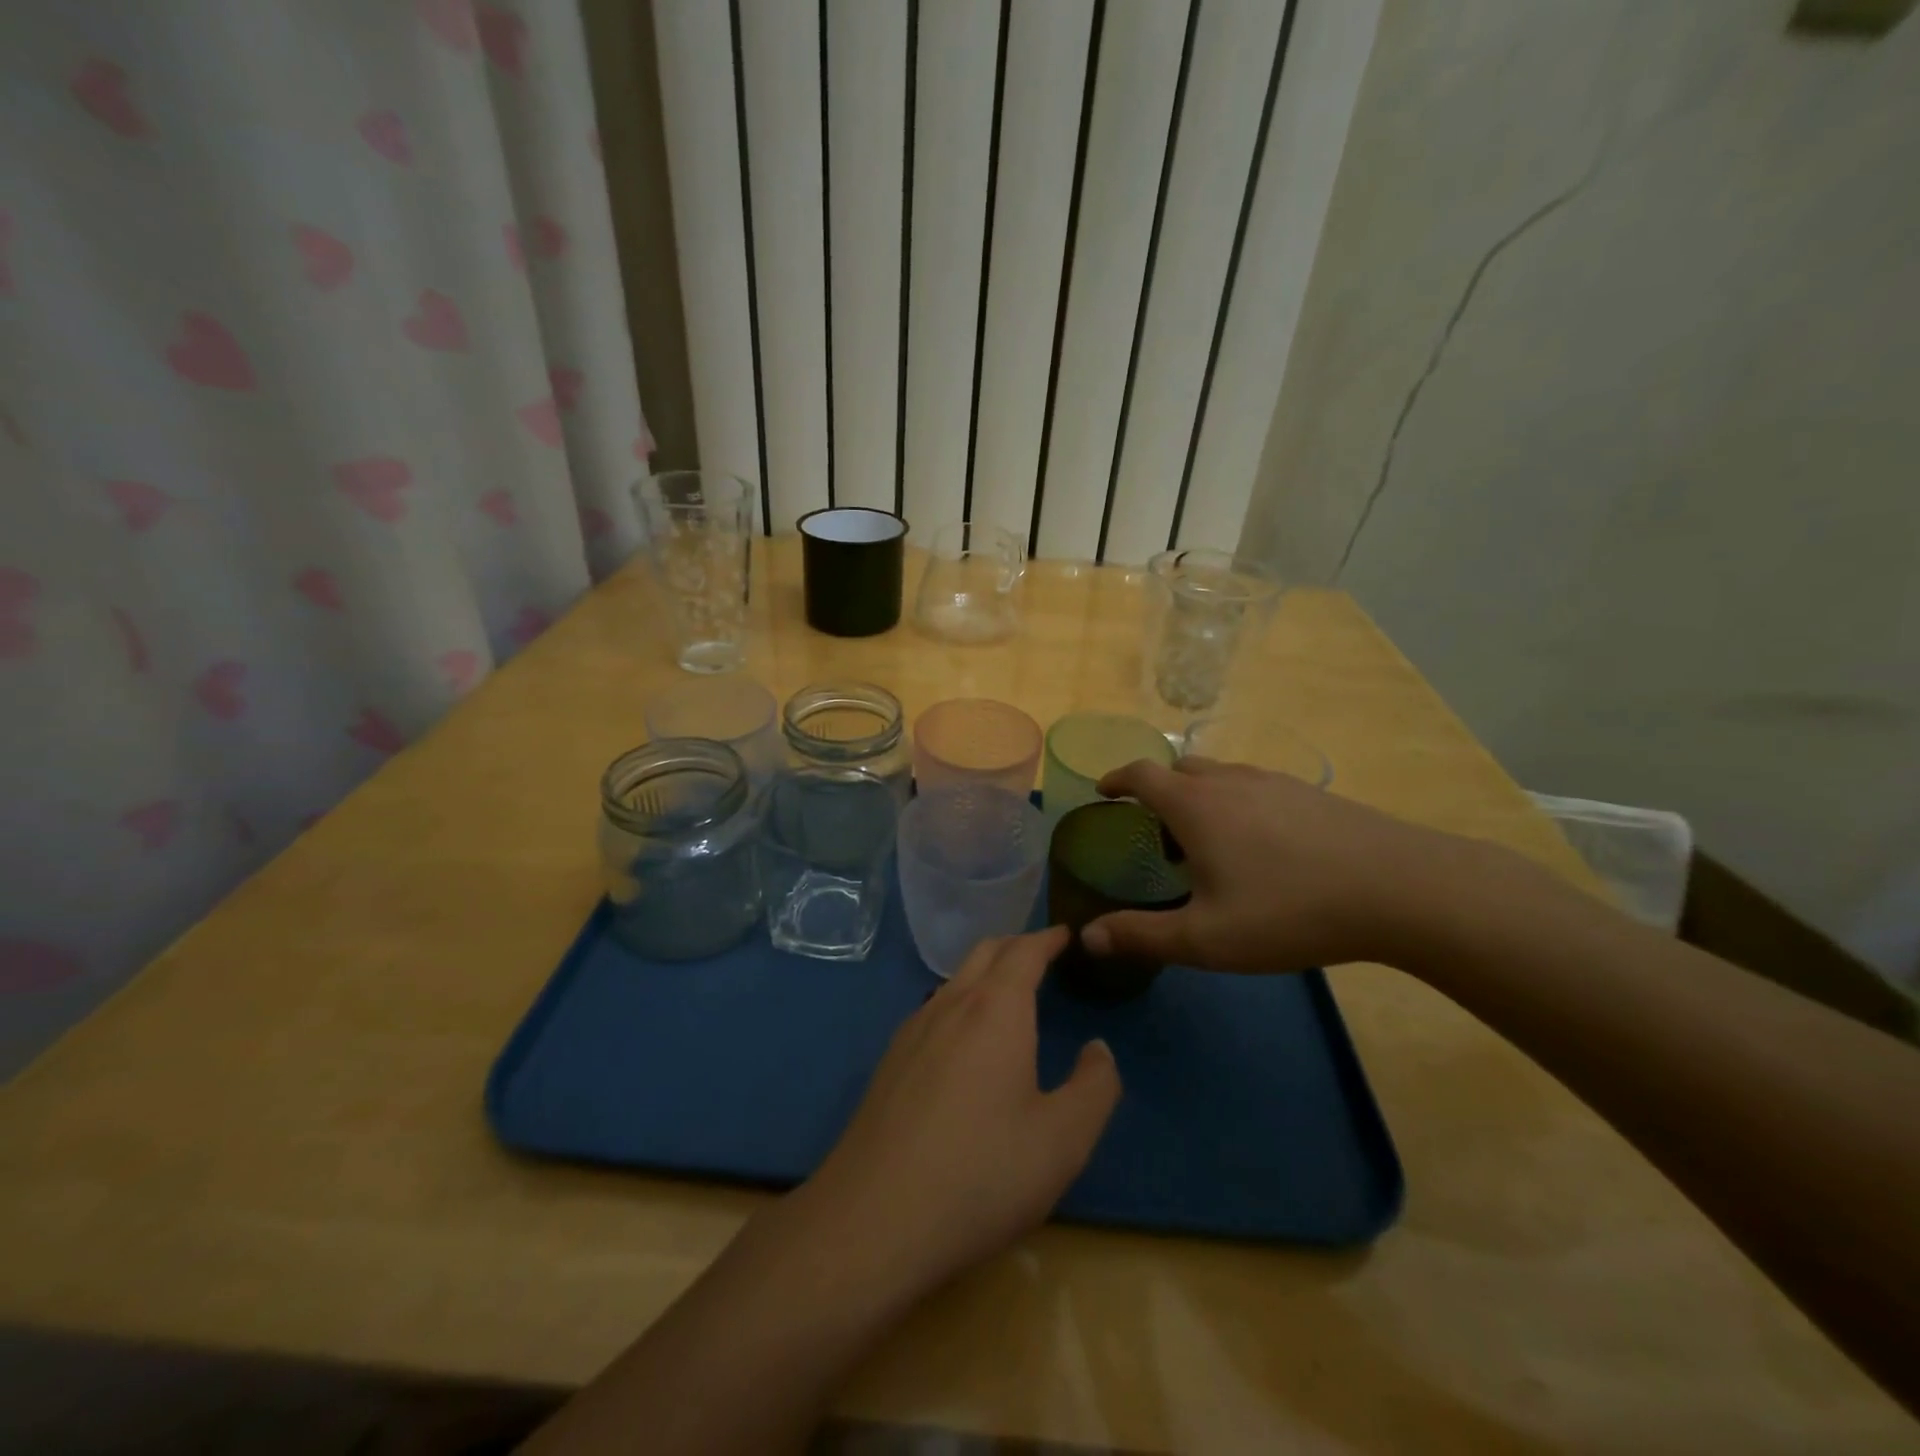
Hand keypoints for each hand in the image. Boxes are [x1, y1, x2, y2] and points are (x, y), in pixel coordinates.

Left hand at [799, 927, 1120, 1299]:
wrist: (874, 1218)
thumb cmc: (981, 1173)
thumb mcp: (1063, 1139)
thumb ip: (1095, 1087)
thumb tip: (1098, 1049)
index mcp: (996, 1009)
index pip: (1025, 951)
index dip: (1048, 939)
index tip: (1067, 934)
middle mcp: (951, 1004)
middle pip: (985, 952)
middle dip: (1017, 945)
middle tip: (1044, 955)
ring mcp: (913, 1029)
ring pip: (955, 979)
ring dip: (986, 972)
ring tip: (1010, 993)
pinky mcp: (890, 1060)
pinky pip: (934, 1008)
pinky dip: (962, 1000)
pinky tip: (966, 1039)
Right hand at [1083, 757, 1494, 973]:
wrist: (1399, 888)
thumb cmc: (1288, 910)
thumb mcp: (1206, 938)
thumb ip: (1142, 936)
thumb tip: (1087, 937)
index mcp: (1195, 806)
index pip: (1141, 774)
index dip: (1116, 780)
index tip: (1104, 792)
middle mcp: (1229, 781)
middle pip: (1180, 769)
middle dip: (1158, 791)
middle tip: (1158, 832)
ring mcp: (1274, 782)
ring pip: (1220, 776)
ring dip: (1200, 797)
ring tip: (1209, 843)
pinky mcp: (1310, 794)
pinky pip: (1255, 787)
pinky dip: (1238, 803)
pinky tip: (1262, 846)